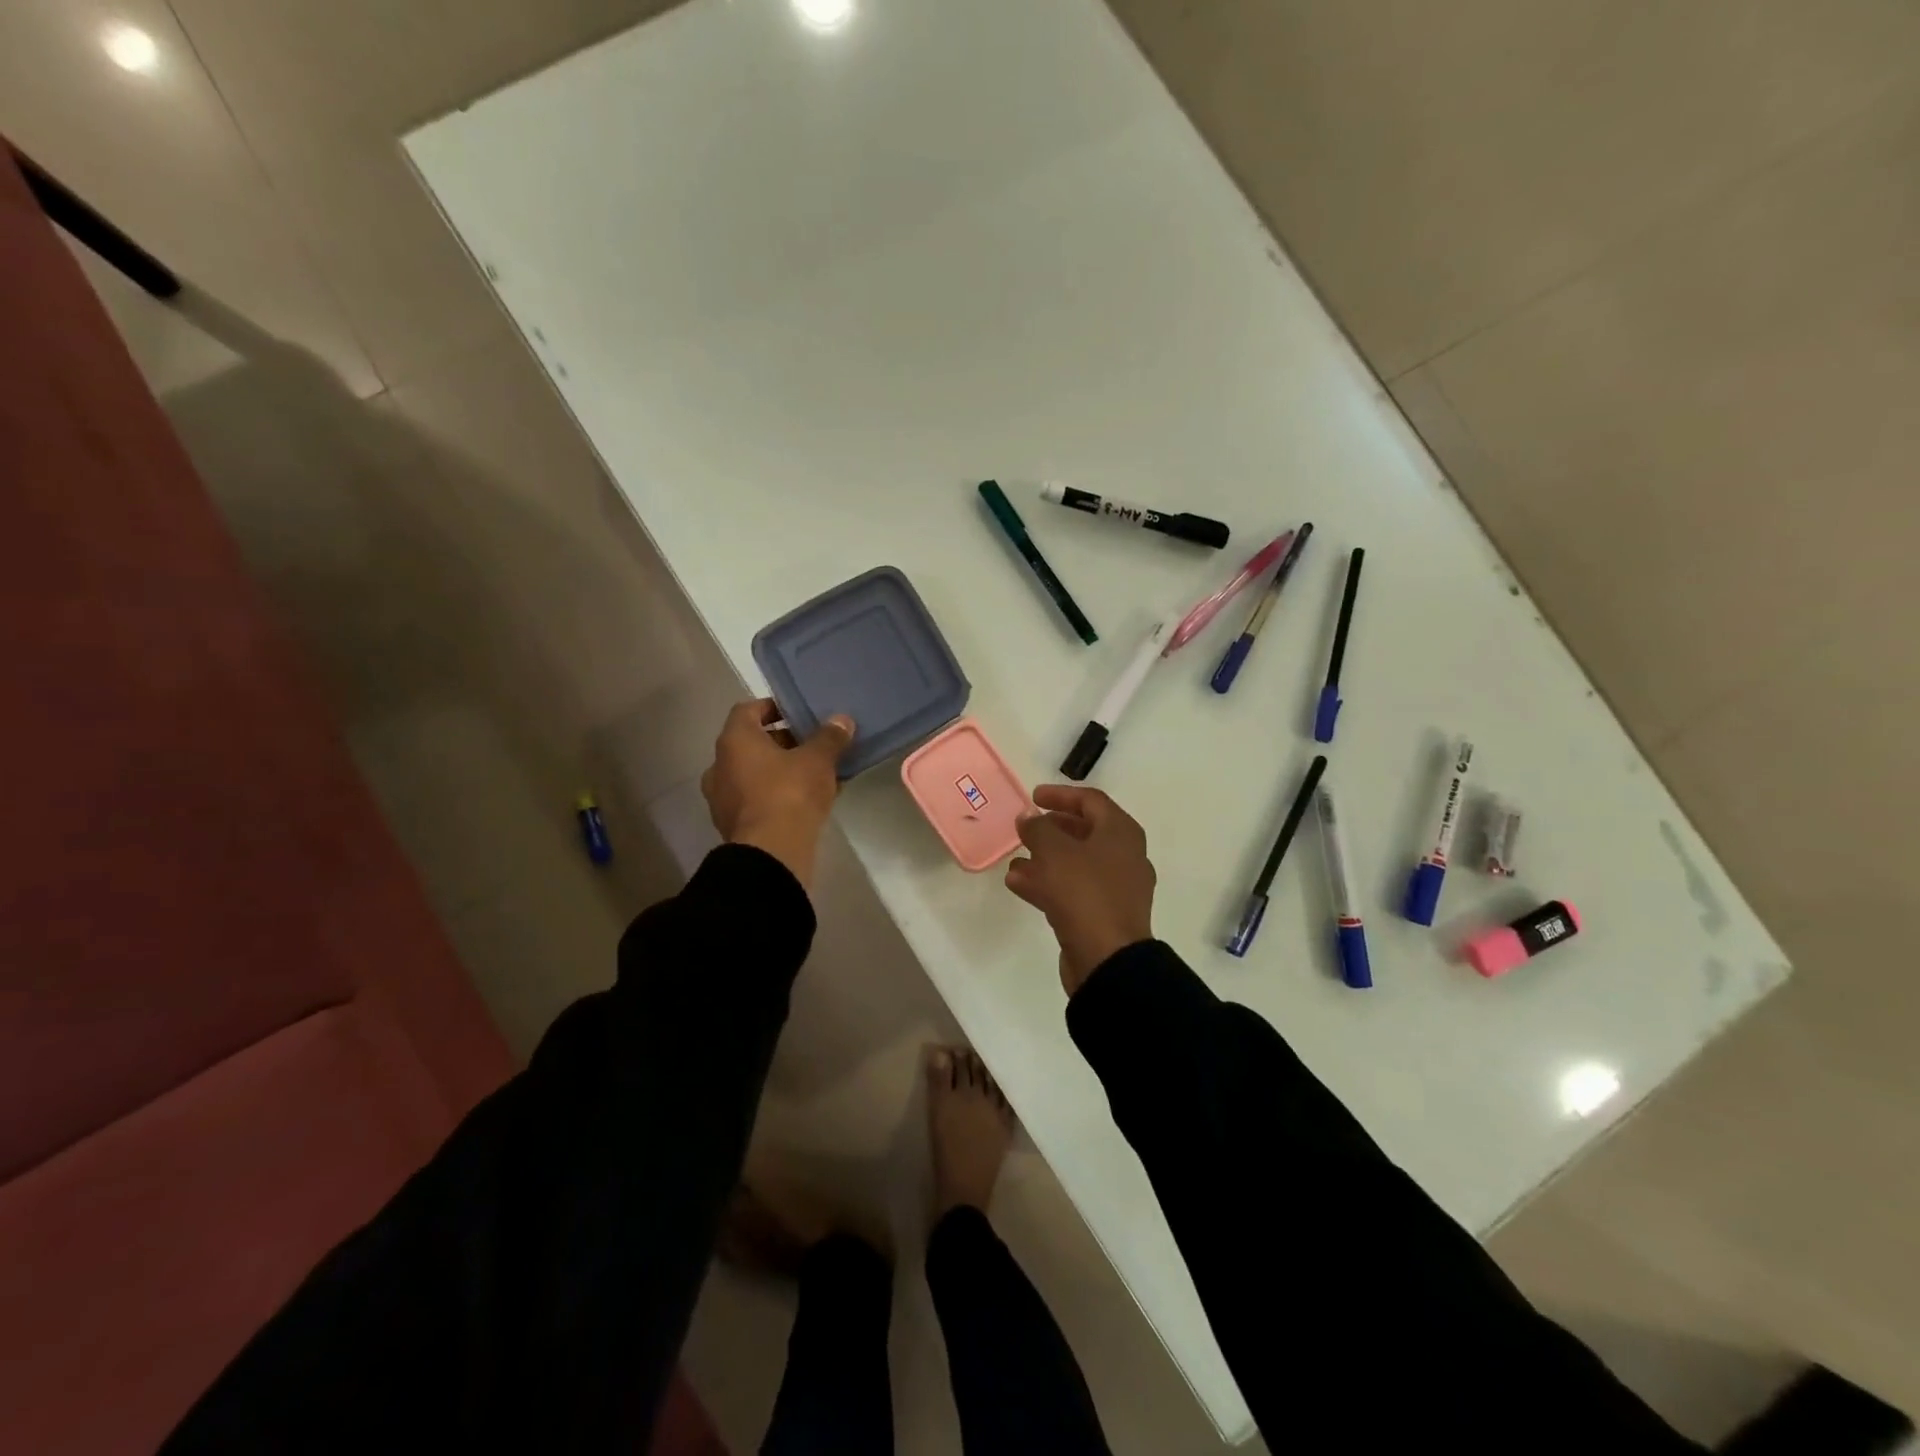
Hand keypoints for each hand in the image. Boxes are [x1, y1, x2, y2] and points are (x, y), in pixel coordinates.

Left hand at [701, 699, 854, 889]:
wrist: (772, 852)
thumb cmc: (790, 793)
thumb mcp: (818, 760)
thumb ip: (829, 737)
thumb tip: (841, 720)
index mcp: (734, 741)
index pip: (747, 710)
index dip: (772, 708)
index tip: (796, 713)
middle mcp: (719, 766)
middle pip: (750, 744)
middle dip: (781, 742)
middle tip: (811, 744)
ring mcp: (722, 799)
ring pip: (753, 774)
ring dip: (778, 771)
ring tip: (812, 774)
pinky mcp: (733, 826)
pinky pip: (756, 800)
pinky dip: (775, 795)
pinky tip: (804, 802)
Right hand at [1004, 785, 1155, 994]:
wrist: (1107, 959)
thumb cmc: (1084, 892)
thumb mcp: (1054, 852)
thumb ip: (1038, 828)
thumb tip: (1028, 818)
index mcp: (1121, 833)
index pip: (1090, 800)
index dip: (1060, 795)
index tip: (1033, 797)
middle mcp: (1124, 856)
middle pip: (1084, 832)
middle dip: (1051, 828)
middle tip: (1025, 828)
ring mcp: (1116, 888)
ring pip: (1075, 863)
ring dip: (1044, 858)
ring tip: (1014, 858)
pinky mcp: (1103, 915)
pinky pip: (1073, 890)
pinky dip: (1047, 883)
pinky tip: (1017, 883)